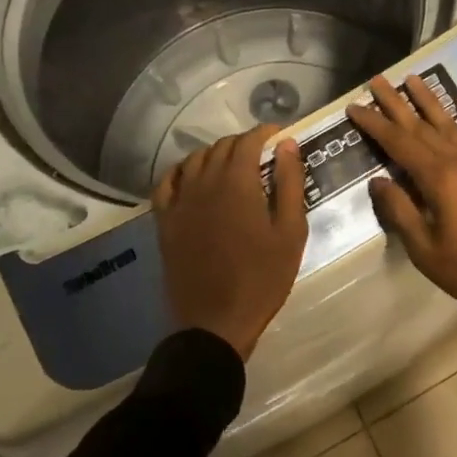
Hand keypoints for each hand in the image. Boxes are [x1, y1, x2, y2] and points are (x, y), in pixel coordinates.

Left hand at [153, 124, 308, 359]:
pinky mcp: (165, 221)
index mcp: (237, 183)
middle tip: (263, 156)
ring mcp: (180, 201)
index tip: (280, 137)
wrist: (216, 323)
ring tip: (233, 166)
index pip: (249, 141)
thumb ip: (289, 183)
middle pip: (222, 146)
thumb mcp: (290, 232)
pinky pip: (168, 182)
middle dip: (244, 143)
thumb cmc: (262, 278)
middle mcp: (204, 182)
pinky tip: (193, 177)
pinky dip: (182, 171)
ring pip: (195, 159)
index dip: (265, 133)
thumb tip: (286, 144)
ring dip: (216, 154)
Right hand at [346, 76, 456, 353]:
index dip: (374, 124)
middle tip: (377, 80)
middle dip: (396, 102)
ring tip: (413, 78)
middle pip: (421, 125)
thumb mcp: (427, 250)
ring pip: (451, 123)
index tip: (354, 105)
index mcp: (438, 178)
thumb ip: (401, 212)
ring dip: (430, 100)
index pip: (398, 143)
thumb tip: (378, 181)